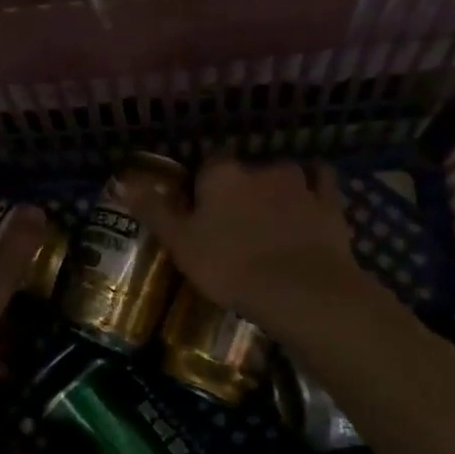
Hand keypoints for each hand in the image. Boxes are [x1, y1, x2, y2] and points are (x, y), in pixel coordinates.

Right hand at [123, 157, 363, 322]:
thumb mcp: (180, 243)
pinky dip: (315, 189)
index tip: (202, 210)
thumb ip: (154, 210)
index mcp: (222, 174)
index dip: (205, 185)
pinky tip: (311, 202)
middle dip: (242, 189)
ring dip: (277, 190)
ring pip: (284, 175)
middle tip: (236, 222)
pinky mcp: (330, 202)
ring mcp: (300, 182)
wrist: (299, 290)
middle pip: (246, 170)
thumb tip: (124, 183)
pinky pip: (322, 182)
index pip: (209, 163)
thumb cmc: (230, 265)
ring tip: (273, 220)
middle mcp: (261, 168)